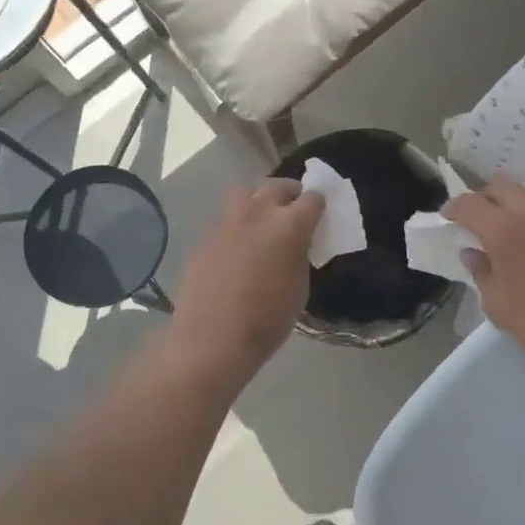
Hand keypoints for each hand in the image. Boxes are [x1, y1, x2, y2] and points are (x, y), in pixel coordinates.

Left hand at [172, 178, 324, 377]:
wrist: (212, 338)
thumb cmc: (267, 320)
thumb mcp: (300, 287)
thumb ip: (300, 254)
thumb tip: (297, 243)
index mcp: (289, 224)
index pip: (313, 198)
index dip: (318, 206)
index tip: (319, 216)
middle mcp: (258, 213)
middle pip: (277, 185)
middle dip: (289, 193)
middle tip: (293, 210)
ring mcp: (227, 222)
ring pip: (245, 194)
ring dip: (258, 200)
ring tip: (262, 220)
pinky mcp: (205, 236)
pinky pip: (226, 219)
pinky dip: (236, 226)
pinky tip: (237, 248)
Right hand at [444, 178, 524, 379]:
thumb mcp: (501, 307)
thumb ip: (482, 273)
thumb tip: (474, 253)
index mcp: (506, 230)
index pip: (471, 203)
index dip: (454, 208)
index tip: (448, 218)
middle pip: (502, 187)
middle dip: (484, 199)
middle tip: (477, 222)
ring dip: (512, 209)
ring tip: (508, 237)